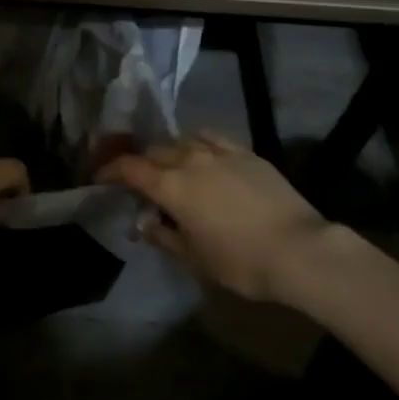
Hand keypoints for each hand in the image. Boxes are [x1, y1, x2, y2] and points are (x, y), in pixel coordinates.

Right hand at [97, 132, 329, 303]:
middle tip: (136, 179)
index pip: (130, 168)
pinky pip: (211, 138)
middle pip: (154, 151)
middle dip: (140, 163)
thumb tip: (145, 223)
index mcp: (171, 186)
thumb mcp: (195, 259)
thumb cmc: (241, 261)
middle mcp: (190, 160)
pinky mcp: (245, 152)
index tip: (99, 177)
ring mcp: (219, 152)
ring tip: (169, 166)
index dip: (110, 170)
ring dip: (168, 152)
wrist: (299, 248)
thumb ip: (164, 236)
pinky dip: (197, 143)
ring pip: (182, 141)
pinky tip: (201, 151)